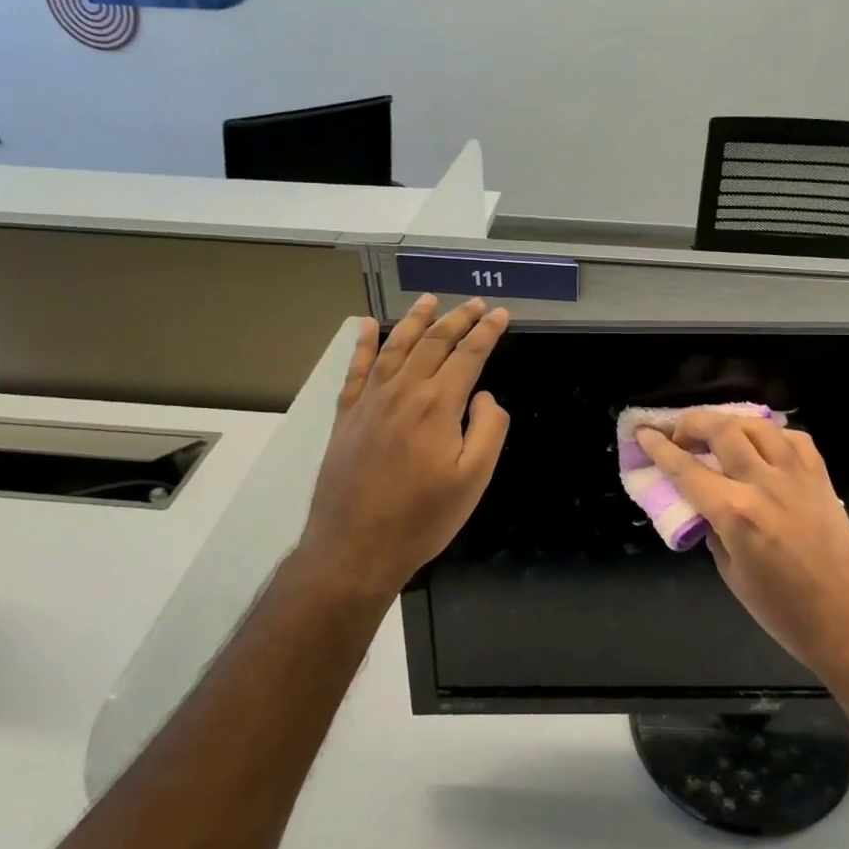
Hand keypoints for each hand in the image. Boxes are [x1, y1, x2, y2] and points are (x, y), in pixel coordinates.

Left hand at [296, 296, 509, 600]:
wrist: (354, 548)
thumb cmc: (422, 518)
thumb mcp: (474, 479)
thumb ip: (489, 428)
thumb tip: (483, 395)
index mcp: (438, 404)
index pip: (469, 354)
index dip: (488, 332)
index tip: (501, 315)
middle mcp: (403, 391)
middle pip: (434, 343)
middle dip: (458, 319)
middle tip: (476, 303)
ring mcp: (370, 401)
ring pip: (396, 347)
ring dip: (416, 320)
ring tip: (430, 300)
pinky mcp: (347, 415)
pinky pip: (357, 369)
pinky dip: (364, 343)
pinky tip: (367, 325)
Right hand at [637, 413, 848, 678]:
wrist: (848, 620)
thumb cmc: (783, 610)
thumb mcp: (731, 574)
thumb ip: (713, 529)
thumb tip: (703, 504)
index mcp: (736, 513)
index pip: (686, 468)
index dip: (659, 447)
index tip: (643, 433)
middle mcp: (764, 483)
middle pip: (721, 430)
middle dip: (690, 423)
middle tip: (678, 435)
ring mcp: (797, 475)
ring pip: (757, 424)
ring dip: (729, 422)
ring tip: (717, 434)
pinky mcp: (821, 477)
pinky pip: (793, 437)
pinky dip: (770, 434)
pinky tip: (762, 445)